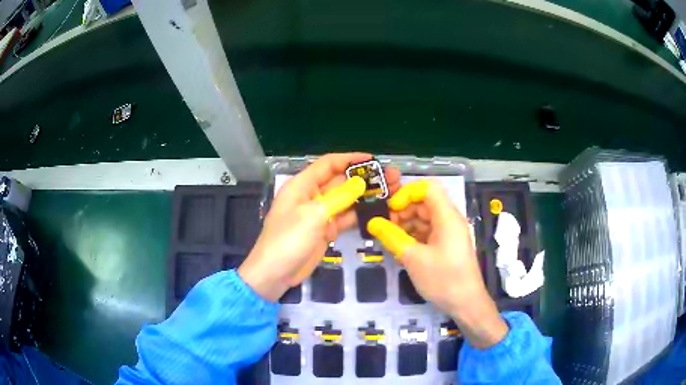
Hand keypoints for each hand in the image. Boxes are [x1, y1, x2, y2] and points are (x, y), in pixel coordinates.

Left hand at [238, 153, 399, 301]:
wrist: (275, 273)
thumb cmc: (288, 239)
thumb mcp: (313, 215)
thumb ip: (338, 198)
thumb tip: (360, 183)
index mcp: (302, 185)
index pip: (328, 164)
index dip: (350, 159)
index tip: (373, 160)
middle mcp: (312, 196)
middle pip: (340, 181)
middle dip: (364, 178)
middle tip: (391, 178)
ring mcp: (319, 214)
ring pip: (346, 200)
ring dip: (366, 196)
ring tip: (391, 193)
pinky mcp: (325, 230)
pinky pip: (345, 218)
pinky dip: (360, 215)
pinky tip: (379, 211)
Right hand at [368, 180, 507, 348]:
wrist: (466, 304)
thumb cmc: (443, 279)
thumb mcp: (413, 258)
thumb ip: (391, 237)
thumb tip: (372, 222)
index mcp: (447, 216)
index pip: (428, 187)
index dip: (407, 193)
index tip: (391, 209)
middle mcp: (450, 220)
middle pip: (425, 202)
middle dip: (404, 210)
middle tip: (385, 226)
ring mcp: (449, 233)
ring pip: (425, 218)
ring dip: (407, 224)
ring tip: (390, 238)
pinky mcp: (447, 246)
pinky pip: (428, 232)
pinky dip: (414, 236)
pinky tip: (401, 248)